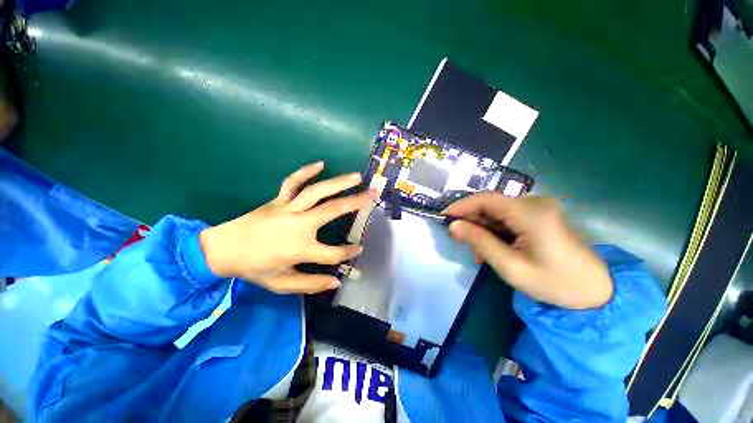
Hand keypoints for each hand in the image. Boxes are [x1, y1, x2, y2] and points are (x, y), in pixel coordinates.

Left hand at [198, 161, 373, 293]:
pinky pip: (293, 182)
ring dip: (339, 183)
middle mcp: (299, 225)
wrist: (222, 249)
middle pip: (333, 211)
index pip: (334, 253)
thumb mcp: (282, 284)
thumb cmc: (254, 268)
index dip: (349, 253)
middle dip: (356, 202)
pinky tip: (321, 164)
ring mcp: (288, 208)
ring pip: (318, 192)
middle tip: (373, 194)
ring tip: (357, 177)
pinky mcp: (278, 199)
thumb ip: (311, 284)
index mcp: (300, 249)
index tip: (359, 249)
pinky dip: (306, 171)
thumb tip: (336, 281)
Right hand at [444, 193, 612, 308]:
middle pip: (491, 204)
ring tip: (479, 252)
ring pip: (497, 212)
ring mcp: (539, 209)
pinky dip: (495, 230)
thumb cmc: (554, 283)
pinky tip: (493, 248)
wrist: (596, 292)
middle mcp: (535, 203)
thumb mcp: (510, 266)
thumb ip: (480, 242)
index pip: (486, 199)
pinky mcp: (540, 216)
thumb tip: (454, 225)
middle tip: (459, 239)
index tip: (444, 217)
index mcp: (530, 213)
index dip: (462, 205)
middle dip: (471, 220)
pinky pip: (507, 218)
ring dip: (482, 228)